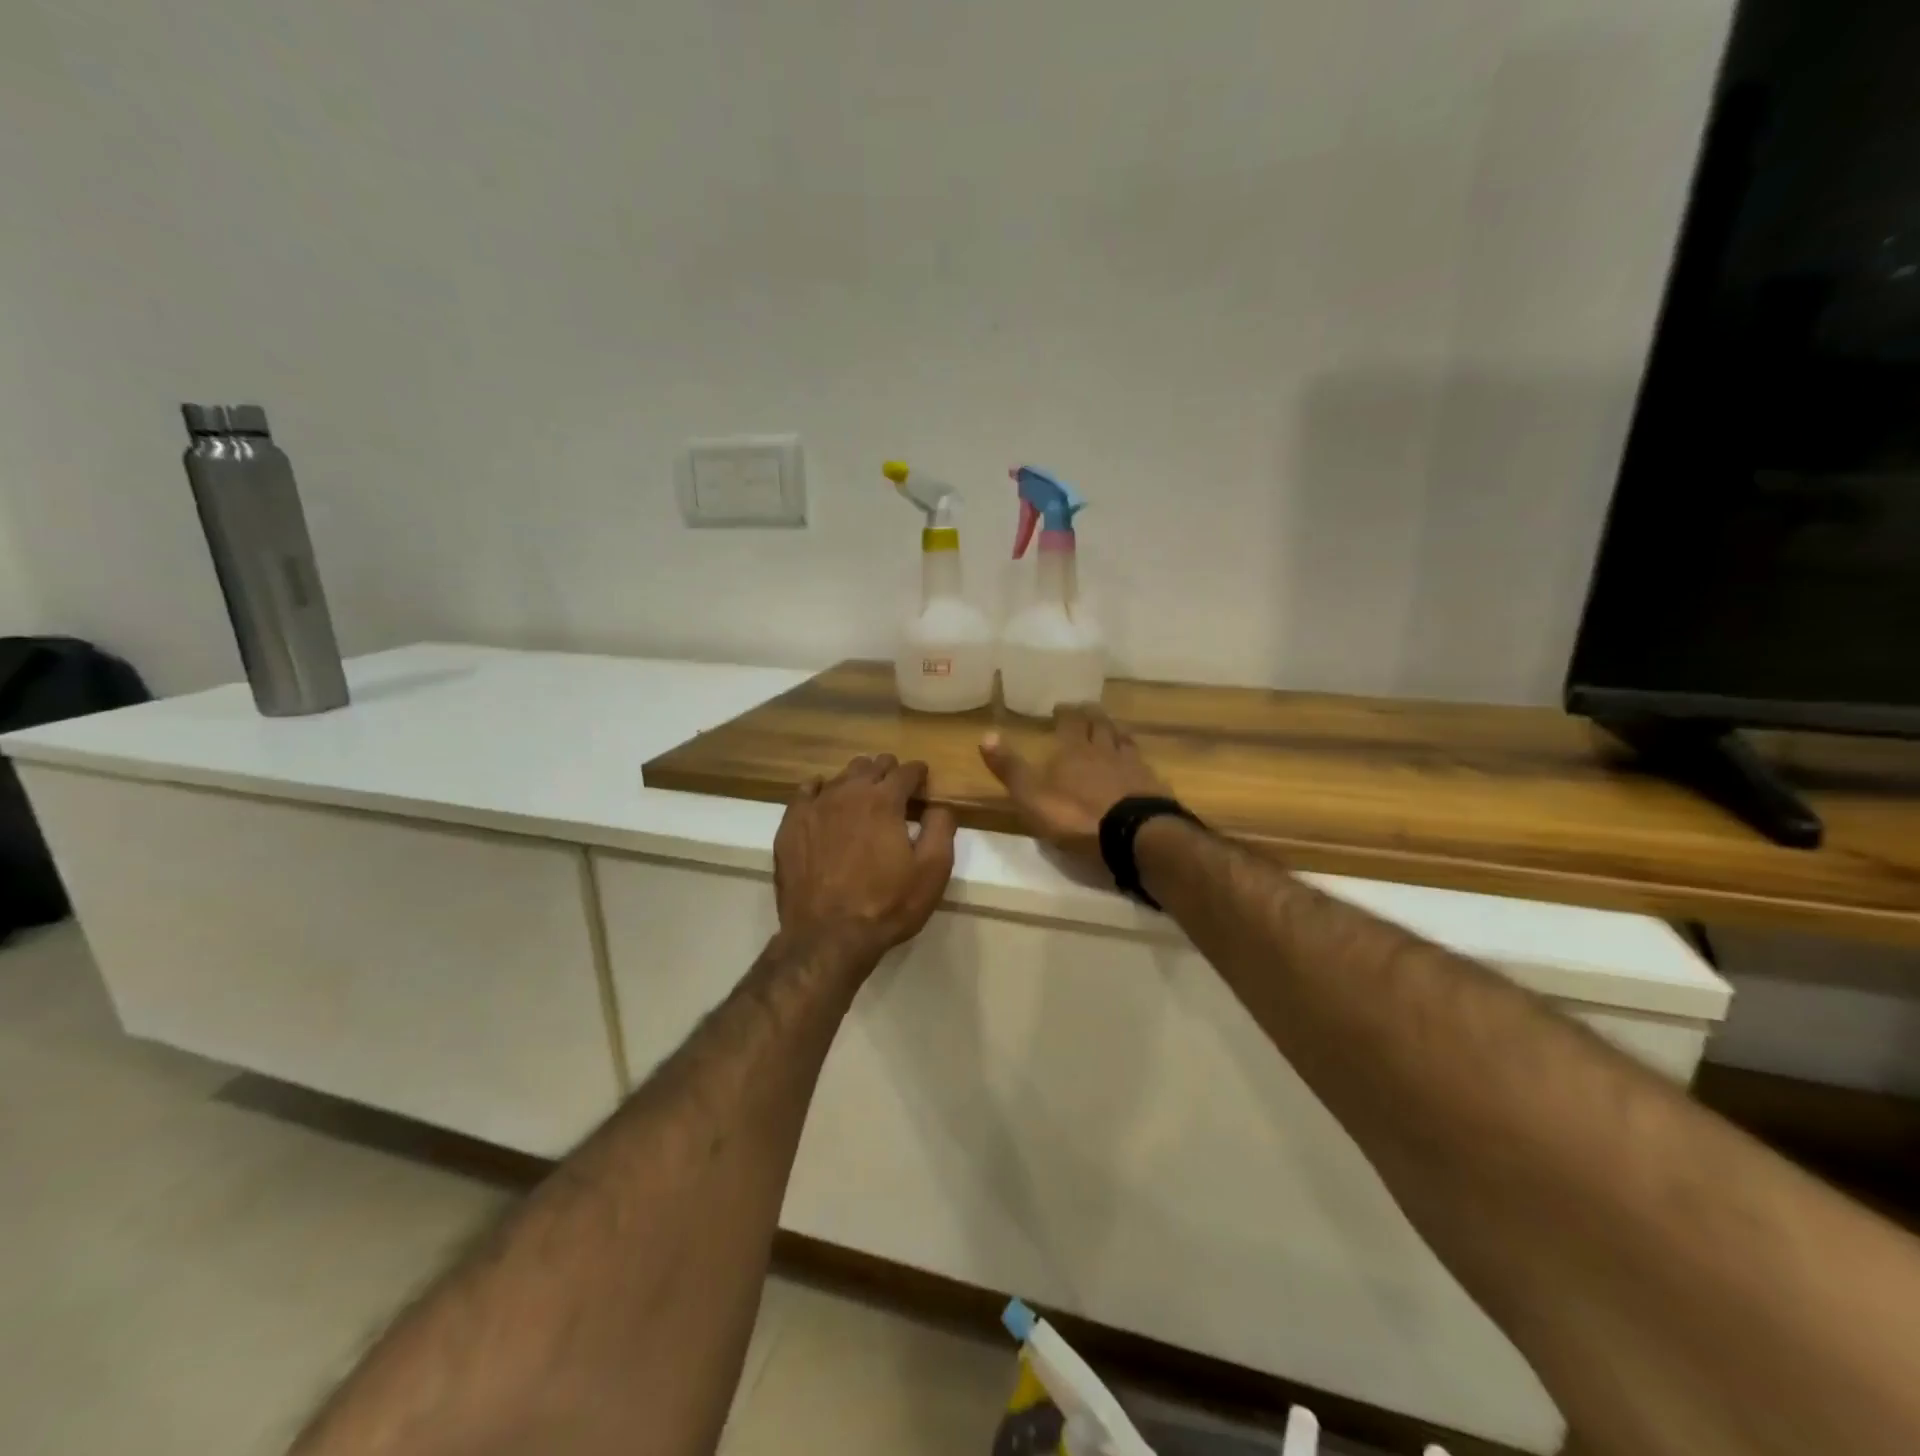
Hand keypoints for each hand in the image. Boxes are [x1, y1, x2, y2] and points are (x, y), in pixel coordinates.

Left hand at [774, 754, 956, 962]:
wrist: (827, 937)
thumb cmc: (886, 904)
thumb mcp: (933, 871)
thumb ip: (941, 829)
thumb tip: (939, 805)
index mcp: (884, 800)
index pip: (906, 771)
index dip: (919, 773)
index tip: (923, 781)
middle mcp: (848, 792)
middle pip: (872, 766)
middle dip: (888, 772)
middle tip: (896, 789)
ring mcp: (815, 806)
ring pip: (840, 776)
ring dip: (857, 780)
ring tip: (863, 795)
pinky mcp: (791, 824)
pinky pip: (805, 791)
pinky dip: (820, 789)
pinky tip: (824, 798)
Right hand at [979, 705, 1170, 875]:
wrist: (1135, 836)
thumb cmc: (1077, 817)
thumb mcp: (1032, 798)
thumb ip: (1011, 769)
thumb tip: (985, 734)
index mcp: (1074, 751)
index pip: (1070, 722)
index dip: (1066, 713)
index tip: (1061, 707)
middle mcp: (1104, 751)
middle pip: (1100, 725)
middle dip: (1092, 716)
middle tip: (1087, 710)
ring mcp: (1133, 766)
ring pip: (1123, 740)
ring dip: (1115, 732)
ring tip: (1111, 729)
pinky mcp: (1153, 786)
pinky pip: (1142, 763)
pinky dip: (1135, 758)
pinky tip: (1136, 763)